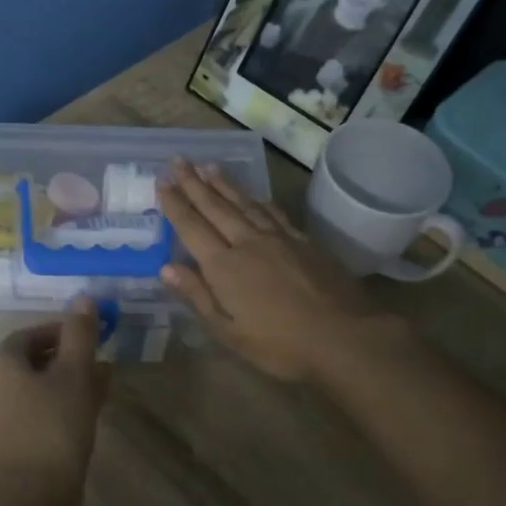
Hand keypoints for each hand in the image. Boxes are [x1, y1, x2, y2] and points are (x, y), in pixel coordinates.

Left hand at [0, 296, 108, 493]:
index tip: (87, 337)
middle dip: (65, 360)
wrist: (33, 496)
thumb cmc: (55, 425)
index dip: (58, 332)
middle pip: (29, 364)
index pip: (27, 336)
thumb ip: (79, 334)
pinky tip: (84, 420)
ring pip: (33, 393)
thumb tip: (83, 297)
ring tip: (99, 391)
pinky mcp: (5, 450)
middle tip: (97, 364)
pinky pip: (33, 418)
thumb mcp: (74, 373)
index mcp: (0, 365)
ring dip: (64, 386)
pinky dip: (57, 411)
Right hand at [158, 162, 393, 381]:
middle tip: (177, 161)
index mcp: (224, 266)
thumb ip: (197, 297)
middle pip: (215, 207)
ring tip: (208, 166)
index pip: (192, 227)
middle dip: (194, 183)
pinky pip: (273, 213)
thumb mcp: (229, 331)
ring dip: (224, 184)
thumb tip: (165, 268)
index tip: (161, 181)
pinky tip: (254, 195)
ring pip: (244, 203)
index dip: (175, 204)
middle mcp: (248, 243)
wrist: (345, 337)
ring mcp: (279, 239)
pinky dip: (258, 200)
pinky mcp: (304, 242)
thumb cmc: (279, 344)